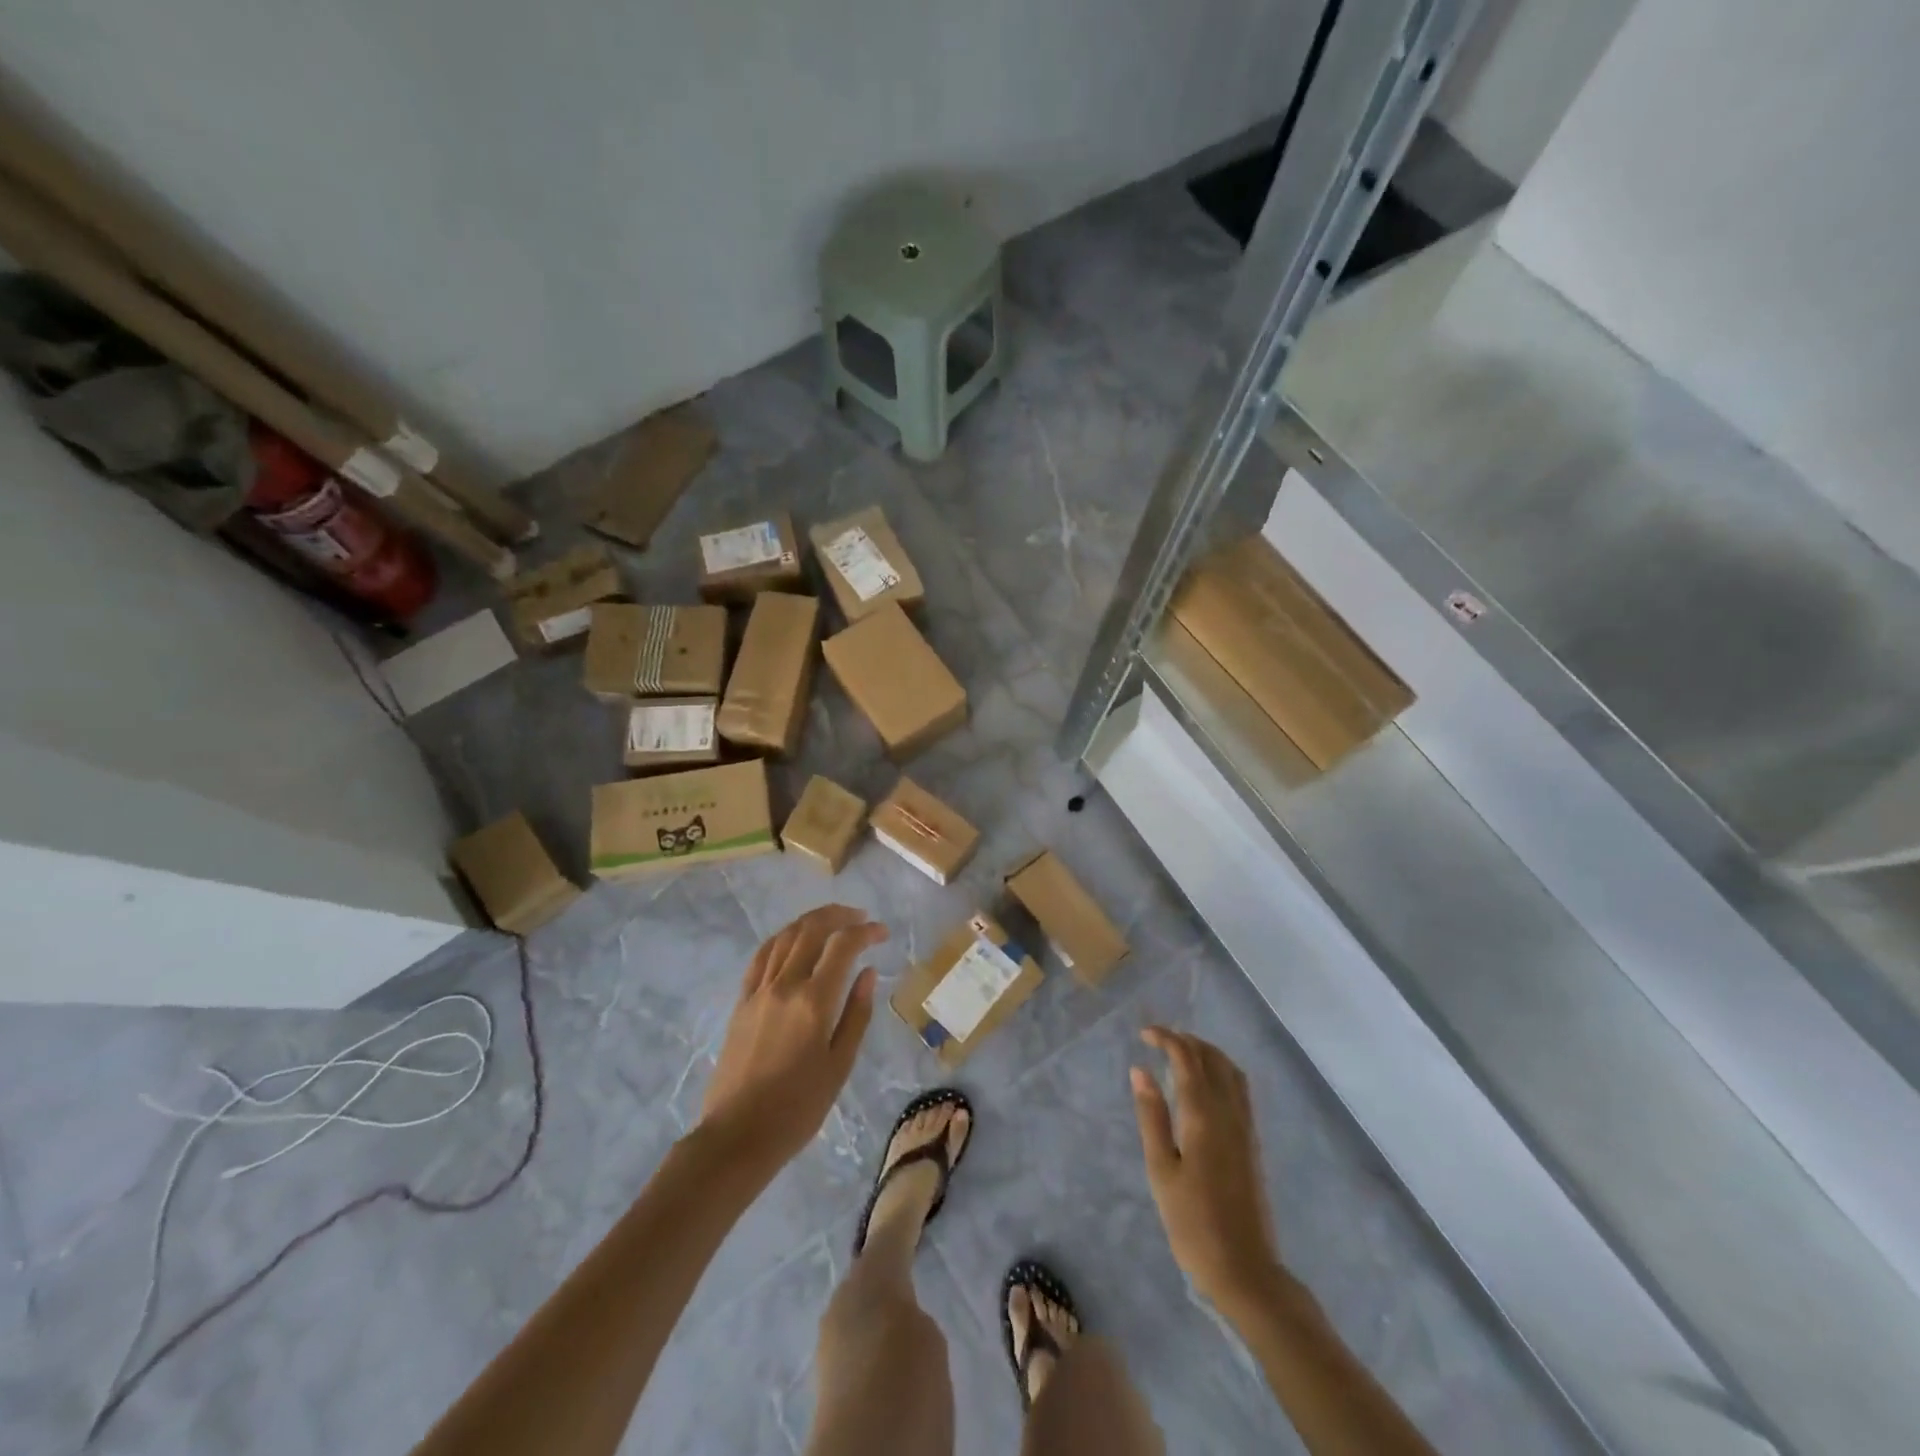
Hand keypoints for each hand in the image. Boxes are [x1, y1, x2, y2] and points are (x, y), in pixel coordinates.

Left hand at [698, 905, 885, 1173]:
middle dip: (839, 916)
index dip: (865, 932)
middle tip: (860, 918)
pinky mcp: (741, 1002)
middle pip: (811, 930)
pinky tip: (793, 940)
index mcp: (814, 1002)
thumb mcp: (840, 1066)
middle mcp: (785, 986)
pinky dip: (782, 939)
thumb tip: (868, 973)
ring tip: (831, 921)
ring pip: (785, 937)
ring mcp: (758, 991)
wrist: (738, 1135)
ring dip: (810, 921)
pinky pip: (762, 956)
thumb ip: (856, 1015)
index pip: (842, 946)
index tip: (882, 933)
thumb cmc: (798, 1108)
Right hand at [1131, 1027, 1282, 1314]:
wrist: (1245, 1270)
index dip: (1166, 1038)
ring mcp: (1246, 1127)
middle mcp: (1229, 1112)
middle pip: (1212, 1058)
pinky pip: (1239, 1089)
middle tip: (1158, 1040)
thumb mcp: (1161, 1170)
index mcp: (1203, 1115)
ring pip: (1230, 1070)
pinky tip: (1204, 1085)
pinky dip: (1220, 1071)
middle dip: (1186, 1040)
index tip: (1143, 1034)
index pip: (1187, 1058)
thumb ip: (1151, 1116)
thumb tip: (1140, 1070)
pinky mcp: (1252, 1142)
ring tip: (1180, 1054)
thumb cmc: (1193, 1223)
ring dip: (1206, 1052)